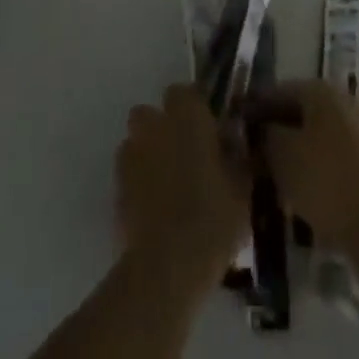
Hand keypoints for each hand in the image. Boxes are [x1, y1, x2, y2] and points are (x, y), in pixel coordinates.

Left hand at [117, 84, 249, 287]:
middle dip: (164, 128)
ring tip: (169, 185)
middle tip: (187, 156)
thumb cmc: (212, 218)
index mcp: (186, 115)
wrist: (167, 266)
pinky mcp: (116, 186)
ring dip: (149, 153)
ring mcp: (131, 154)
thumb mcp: (242, 186)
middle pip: (152, 113)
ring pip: (137, 141)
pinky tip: (155, 208)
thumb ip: (237, 155)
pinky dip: (139, 182)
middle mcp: (154, 124)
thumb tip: (233, 142)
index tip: (209, 132)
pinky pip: (129, 173)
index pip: (185, 92)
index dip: (196, 109)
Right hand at [253, 79, 358, 247]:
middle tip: (250, 157)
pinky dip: (314, 175)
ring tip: (272, 182)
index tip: (234, 128)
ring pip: (316, 141)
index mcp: (318, 90)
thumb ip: (264, 136)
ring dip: (295, 157)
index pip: (276, 91)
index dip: (253, 109)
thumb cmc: (324, 177)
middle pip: (298, 115)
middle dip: (275, 134)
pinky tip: (300, 197)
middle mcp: (341, 103)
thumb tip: (258, 131)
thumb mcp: (281, 154)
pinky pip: (332, 164)